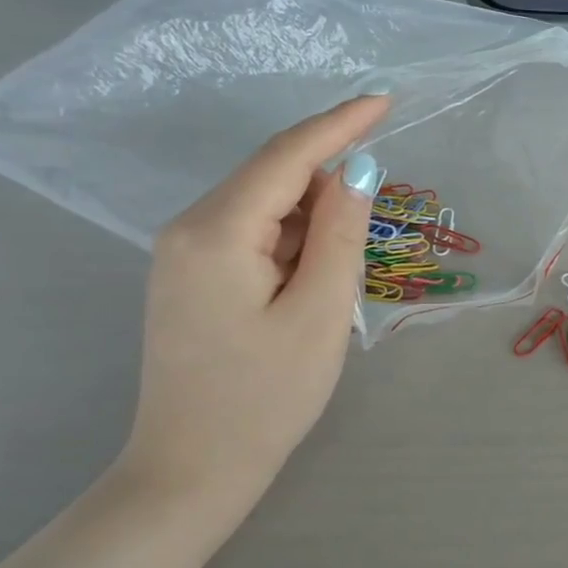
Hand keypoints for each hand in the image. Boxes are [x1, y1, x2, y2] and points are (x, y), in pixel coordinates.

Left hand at [118, 94, 388, 507]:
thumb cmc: (266, 398)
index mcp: (217, 232)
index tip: (385, 99)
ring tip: (344, 268)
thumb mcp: (321, 314)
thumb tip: (356, 170)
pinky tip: (314, 274)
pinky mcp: (189, 277)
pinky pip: (249, 234)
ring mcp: (181, 253)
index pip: (286, 157)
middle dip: (328, 180)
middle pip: (271, 177)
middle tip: (377, 212)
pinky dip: (291, 240)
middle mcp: (188, 229)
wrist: (192, 468)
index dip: (339, 124)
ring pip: (262, 207)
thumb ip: (341, 234)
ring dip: (312, 218)